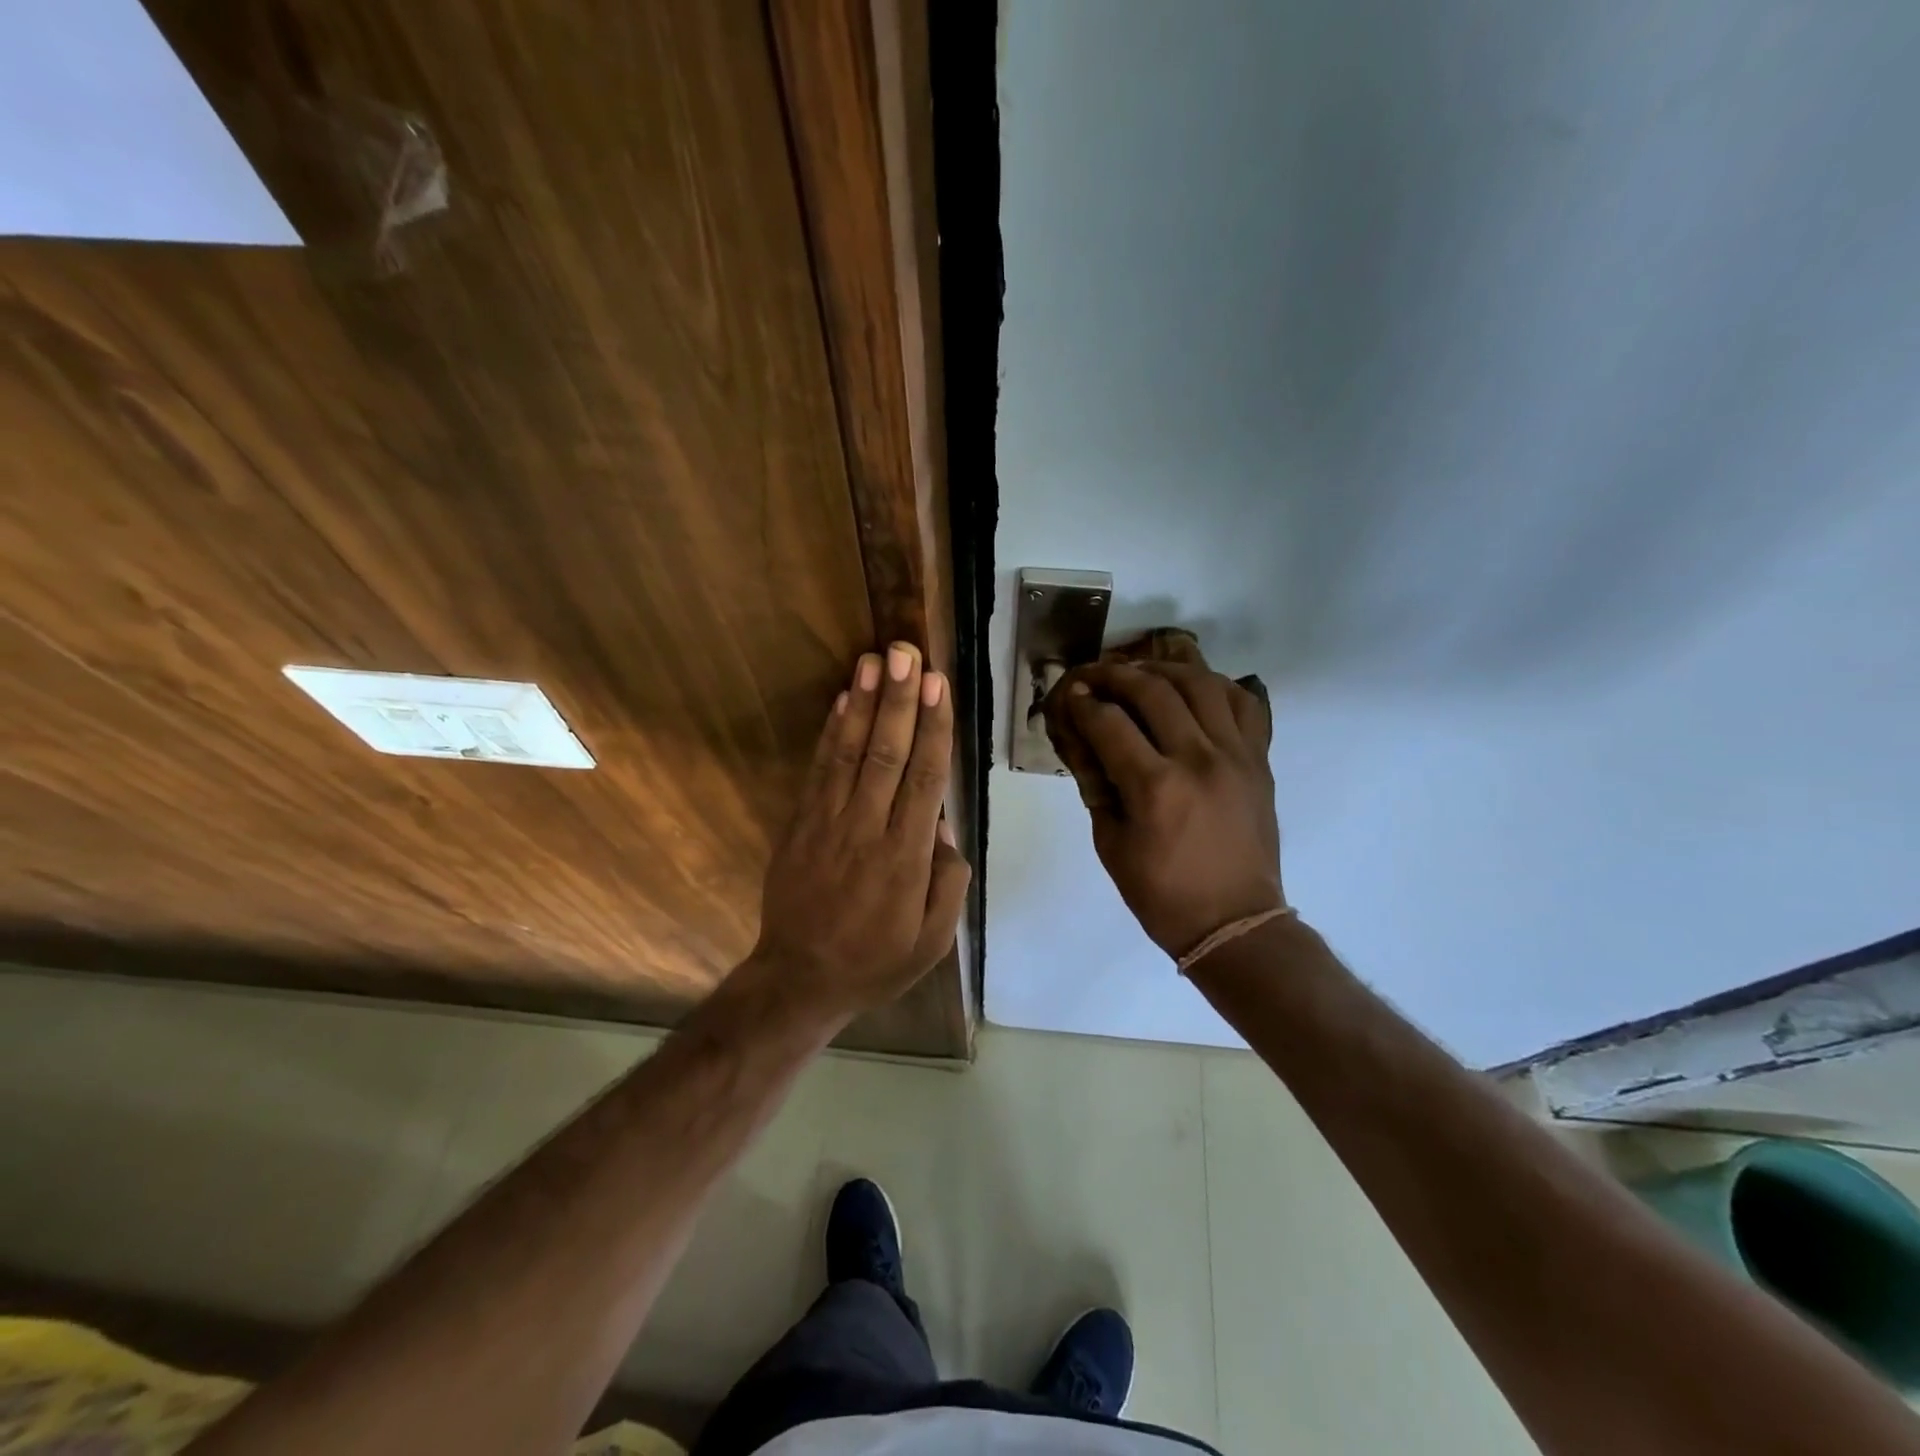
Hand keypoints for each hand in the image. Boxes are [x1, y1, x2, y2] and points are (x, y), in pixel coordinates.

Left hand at [751, 642, 971, 1021]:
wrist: (799, 979)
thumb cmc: (876, 961)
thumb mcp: (933, 940)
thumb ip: (948, 880)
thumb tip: (943, 823)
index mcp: (906, 857)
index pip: (925, 778)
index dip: (933, 727)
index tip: (938, 685)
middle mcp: (868, 829)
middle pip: (888, 754)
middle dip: (899, 699)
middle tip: (906, 652)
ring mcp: (828, 823)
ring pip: (850, 753)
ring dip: (863, 703)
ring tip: (874, 660)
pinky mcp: (800, 824)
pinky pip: (819, 770)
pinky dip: (831, 733)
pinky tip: (841, 701)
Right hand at [1044, 658, 1282, 958]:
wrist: (1235, 922)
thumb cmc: (1162, 895)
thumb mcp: (1110, 845)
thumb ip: (1097, 787)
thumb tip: (1085, 743)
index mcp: (1155, 787)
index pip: (1109, 723)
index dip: (1082, 703)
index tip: (1068, 694)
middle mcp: (1198, 759)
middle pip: (1153, 690)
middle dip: (1115, 675)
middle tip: (1094, 674)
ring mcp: (1235, 755)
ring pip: (1201, 684)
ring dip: (1164, 669)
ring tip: (1141, 672)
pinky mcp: (1258, 760)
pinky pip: (1243, 704)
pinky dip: (1215, 686)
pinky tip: (1193, 688)